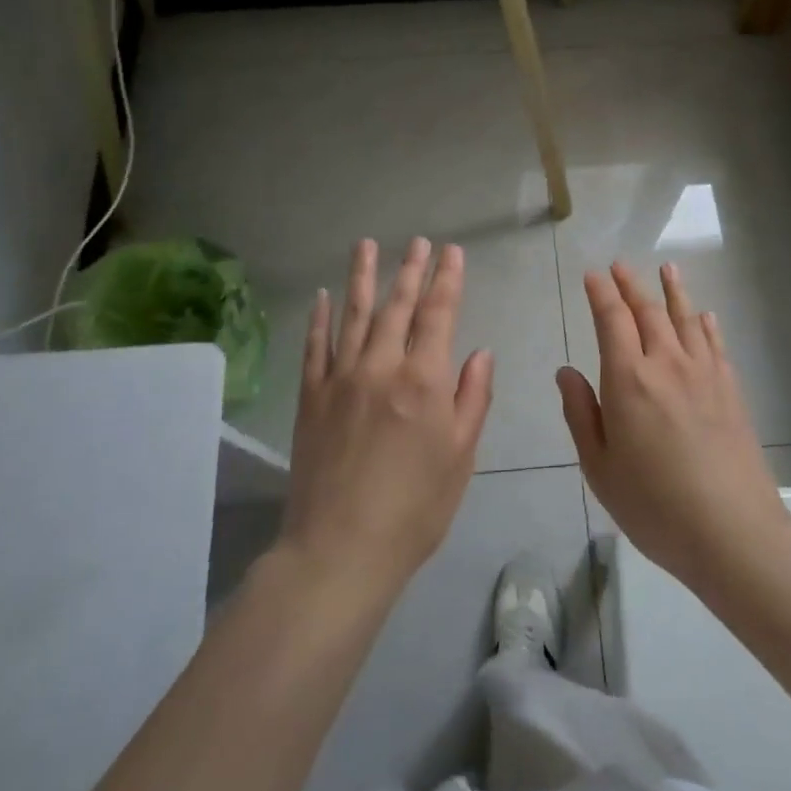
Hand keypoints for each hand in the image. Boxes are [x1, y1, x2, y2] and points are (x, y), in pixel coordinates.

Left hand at [279, 238, 493, 595]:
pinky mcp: (311, 396)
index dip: (447, 280)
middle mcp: (381, 366)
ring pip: (354, 315)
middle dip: (410, 270)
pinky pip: (315, 347)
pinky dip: (321, 318)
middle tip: (418, 242)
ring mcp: (340, 378)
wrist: (341, 549)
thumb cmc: (415, 508)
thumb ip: (472, 398)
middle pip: (397, 306)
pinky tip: (324, 296)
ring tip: (367, 245)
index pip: (439, 315)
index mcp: (424, 380)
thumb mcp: (461, 456)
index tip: (452, 252)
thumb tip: (480, 352)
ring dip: (362, 277)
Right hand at [558, 262, 790, 599]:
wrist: (732, 531)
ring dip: (673, 290)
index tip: (593, 274)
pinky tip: (704, 315)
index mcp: (628, 379)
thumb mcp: (599, 467)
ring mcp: (704, 374)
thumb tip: (566, 371)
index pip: (611, 320)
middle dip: (631, 285)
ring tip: (667, 267)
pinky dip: (706, 324)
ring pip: (685, 319)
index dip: (601, 293)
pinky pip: (715, 344)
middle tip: (619, 265)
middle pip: (648, 312)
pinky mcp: (730, 390)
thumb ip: (580, 413)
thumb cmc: (654, 504)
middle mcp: (666, 364)